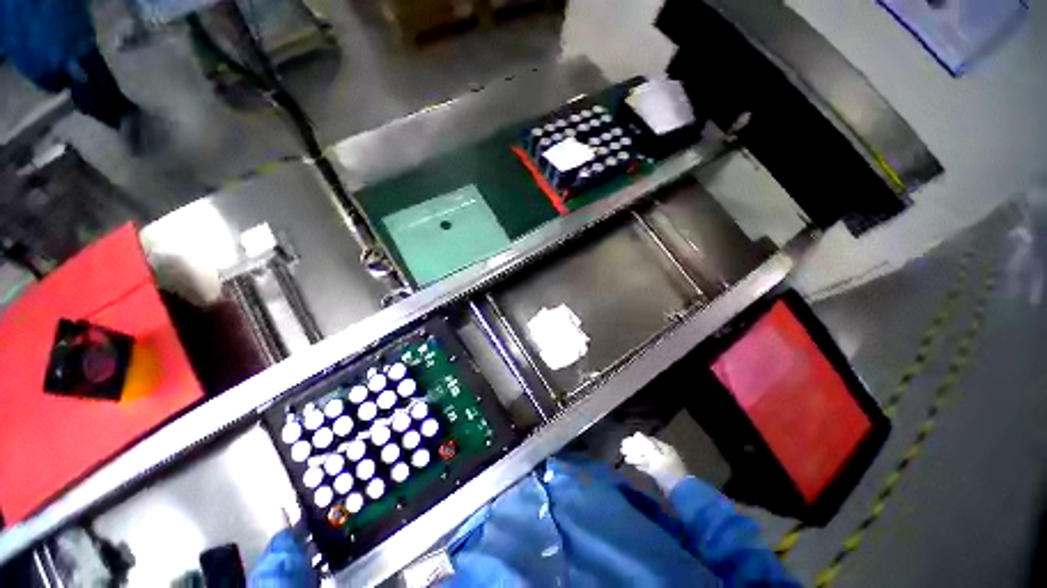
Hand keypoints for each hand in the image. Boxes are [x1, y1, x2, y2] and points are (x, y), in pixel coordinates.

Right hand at [620, 432, 689, 494]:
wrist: (681, 493)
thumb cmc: (668, 473)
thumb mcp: (656, 458)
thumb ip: (646, 446)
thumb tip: (637, 434)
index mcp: (664, 448)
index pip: (648, 441)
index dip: (637, 440)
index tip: (626, 442)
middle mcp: (664, 455)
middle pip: (647, 449)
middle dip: (635, 449)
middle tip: (622, 449)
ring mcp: (663, 465)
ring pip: (647, 458)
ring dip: (636, 457)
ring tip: (625, 457)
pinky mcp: (661, 475)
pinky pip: (649, 467)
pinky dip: (641, 465)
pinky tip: (635, 466)